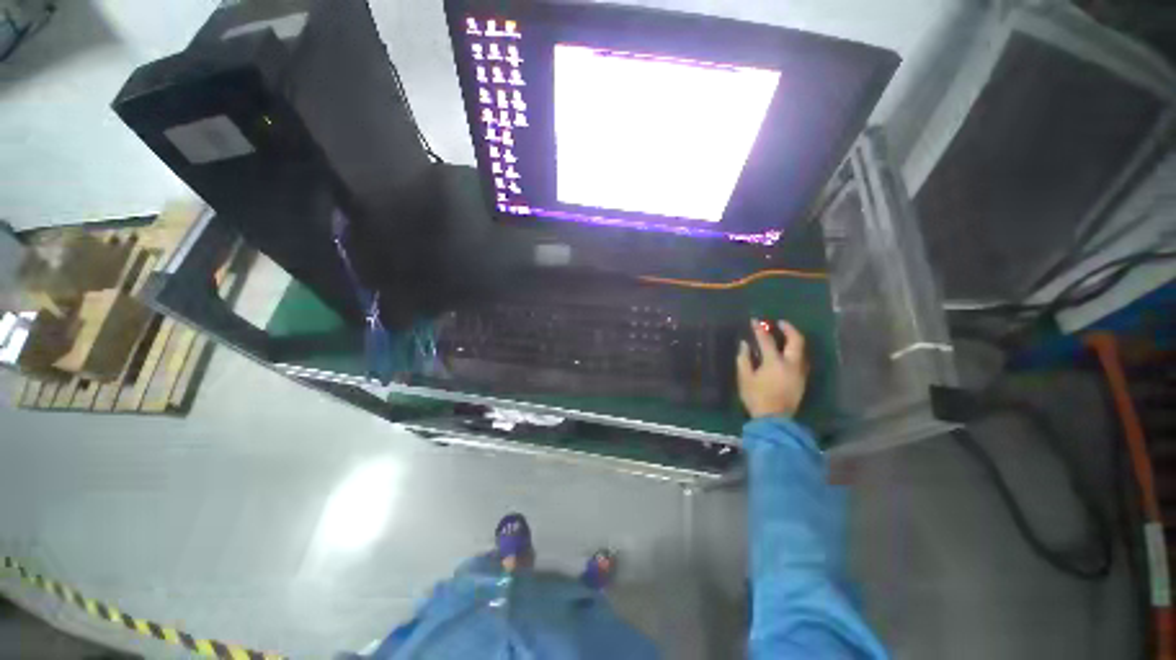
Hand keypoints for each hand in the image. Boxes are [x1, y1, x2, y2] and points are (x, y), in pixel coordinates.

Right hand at [736, 319, 808, 418]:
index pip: (767, 340)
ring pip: (801, 350)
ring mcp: (799, 372)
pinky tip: (786, 352)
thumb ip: (744, 359)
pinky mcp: (802, 379)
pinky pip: (801, 359)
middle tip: (780, 323)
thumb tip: (745, 344)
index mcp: (774, 362)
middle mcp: (791, 364)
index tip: (755, 321)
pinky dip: (794, 351)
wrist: (774, 419)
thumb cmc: (756, 398)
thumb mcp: (744, 378)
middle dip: (788, 329)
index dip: (760, 329)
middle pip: (796, 341)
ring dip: (794, 339)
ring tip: (784, 335)